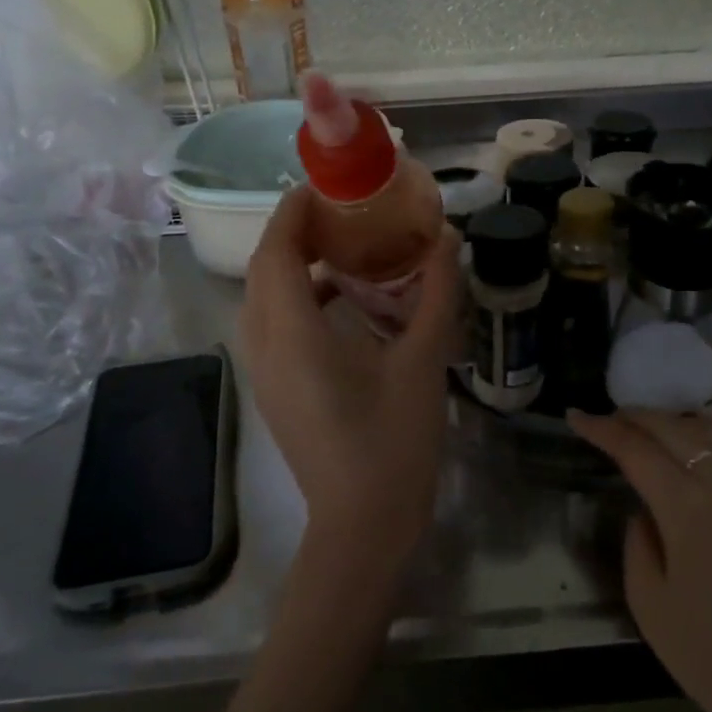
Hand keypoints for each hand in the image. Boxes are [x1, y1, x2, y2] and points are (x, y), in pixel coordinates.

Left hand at [241, 187, 461, 573]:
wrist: (363, 525)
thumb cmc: (394, 442)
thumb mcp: (424, 362)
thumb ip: (437, 295)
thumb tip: (448, 239)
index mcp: (294, 334)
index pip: (276, 252)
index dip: (293, 212)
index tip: (325, 186)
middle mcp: (265, 347)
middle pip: (264, 271)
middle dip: (293, 233)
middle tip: (340, 212)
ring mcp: (264, 373)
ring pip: (263, 300)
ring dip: (293, 266)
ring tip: (341, 247)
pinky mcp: (275, 391)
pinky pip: (273, 326)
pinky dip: (298, 300)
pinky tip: (344, 302)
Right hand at [568, 409, 711, 711]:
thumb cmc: (711, 656)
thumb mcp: (649, 605)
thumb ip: (637, 543)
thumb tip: (644, 511)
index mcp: (689, 509)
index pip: (637, 451)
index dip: (602, 429)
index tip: (576, 416)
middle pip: (674, 429)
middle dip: (635, 416)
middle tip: (606, 418)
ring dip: (674, 420)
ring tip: (647, 424)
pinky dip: (711, 434)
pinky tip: (697, 437)